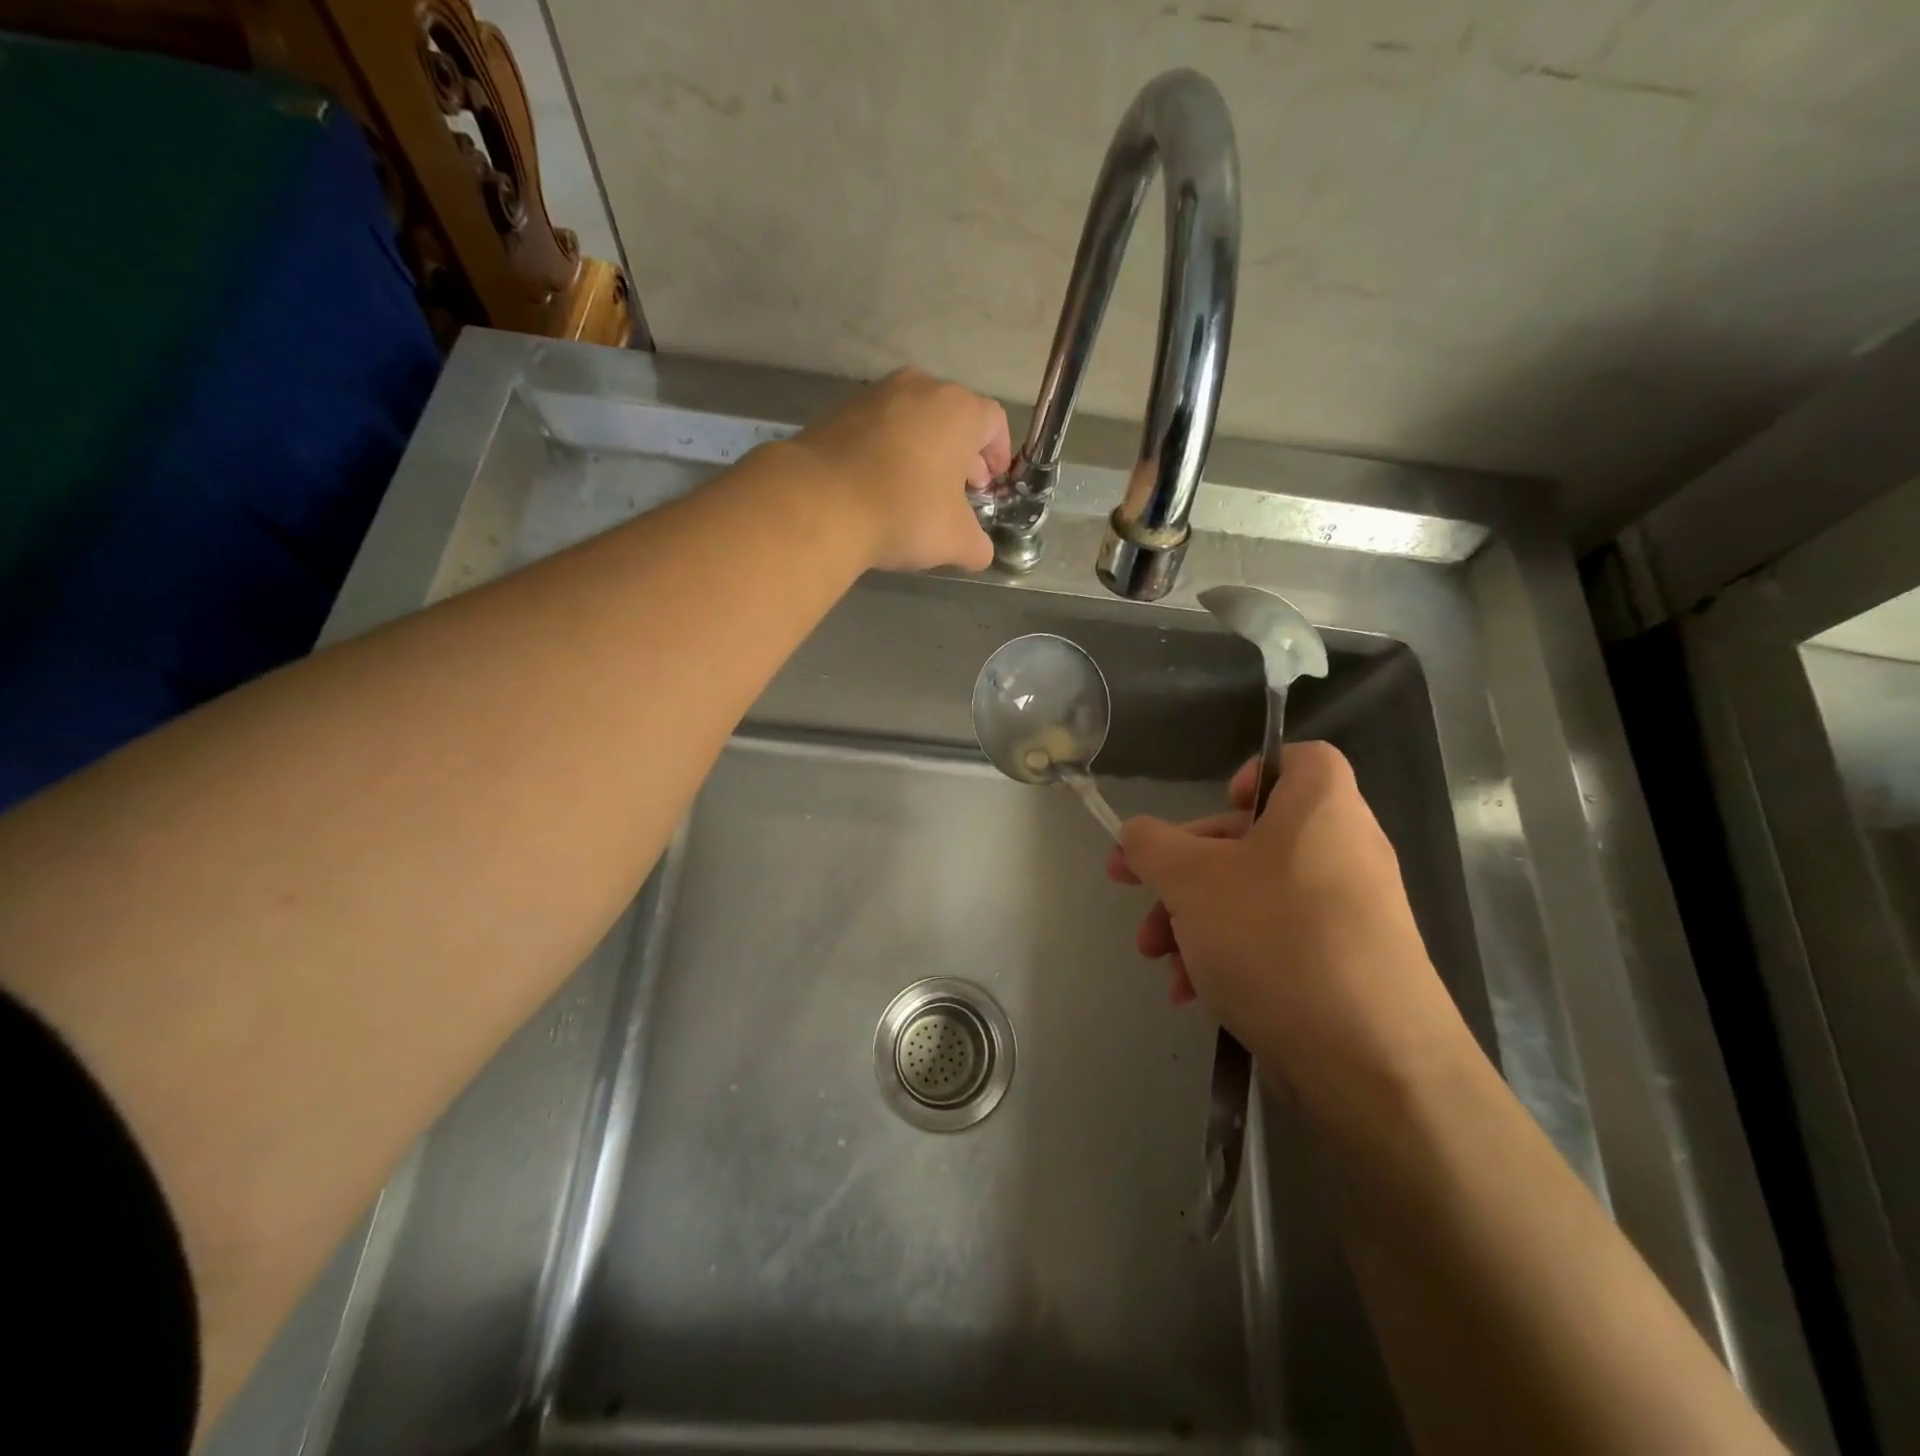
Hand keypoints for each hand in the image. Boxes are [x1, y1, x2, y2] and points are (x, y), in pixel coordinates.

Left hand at [789, 367, 1010, 572]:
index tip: (992, 482)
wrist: (819, 503)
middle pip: (952, 417)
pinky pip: (878, 430)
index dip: (998, 454)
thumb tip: (979, 551)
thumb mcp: (956, 541)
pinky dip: (888, 452)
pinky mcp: (838, 412)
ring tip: (919, 492)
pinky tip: (881, 488)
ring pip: (913, 421)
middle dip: (961, 454)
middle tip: (960, 491)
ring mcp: (875, 395)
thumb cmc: (905, 512)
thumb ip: (978, 545)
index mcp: (958, 410)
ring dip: (923, 452)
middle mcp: (920, 388)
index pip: (993, 423)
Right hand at [1106, 742, 1467, 1104]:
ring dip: (1196, 922)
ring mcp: (1350, 916)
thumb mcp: (1190, 880)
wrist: (1373, 1064)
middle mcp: (1344, 853)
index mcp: (1321, 809)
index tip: (1211, 809)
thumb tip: (1135, 835)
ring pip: (1256, 897)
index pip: (1300, 760)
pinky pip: (1278, 943)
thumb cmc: (1275, 938)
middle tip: (1139, 897)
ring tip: (1159, 960)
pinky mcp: (1347, 969)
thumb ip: (1151, 846)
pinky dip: (1232, 957)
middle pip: (1254, 839)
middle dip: (1185, 872)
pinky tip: (1194, 996)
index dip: (1252, 773)